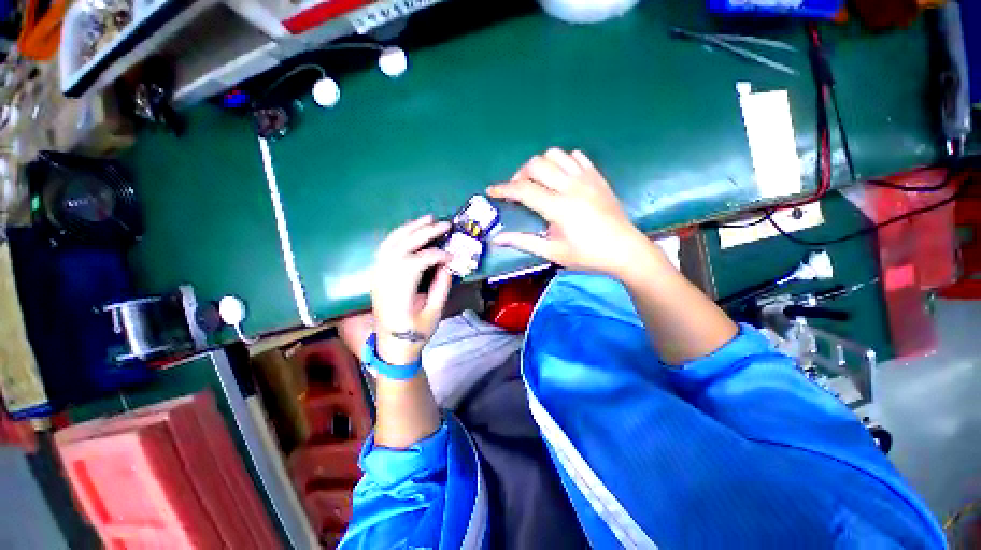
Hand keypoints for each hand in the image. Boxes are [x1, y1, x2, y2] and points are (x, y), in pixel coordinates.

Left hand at [371, 215, 453, 365]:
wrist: (392, 347)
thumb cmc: (415, 334)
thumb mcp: (434, 313)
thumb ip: (441, 287)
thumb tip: (448, 265)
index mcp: (398, 294)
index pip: (416, 263)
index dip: (436, 255)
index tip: (452, 256)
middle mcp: (384, 281)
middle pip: (402, 247)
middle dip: (424, 233)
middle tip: (444, 224)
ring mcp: (378, 277)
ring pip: (390, 244)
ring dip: (409, 228)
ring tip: (427, 219)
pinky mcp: (378, 275)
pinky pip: (385, 249)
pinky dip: (398, 236)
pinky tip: (411, 230)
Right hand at [487, 148, 656, 278]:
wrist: (625, 250)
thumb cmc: (587, 255)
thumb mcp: (552, 252)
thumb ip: (523, 241)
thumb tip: (497, 239)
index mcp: (559, 207)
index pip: (523, 190)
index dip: (503, 189)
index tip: (491, 191)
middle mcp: (571, 186)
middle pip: (536, 164)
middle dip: (519, 175)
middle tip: (518, 191)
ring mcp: (586, 178)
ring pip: (555, 154)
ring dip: (540, 165)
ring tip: (538, 182)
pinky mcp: (597, 176)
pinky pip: (575, 156)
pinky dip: (562, 162)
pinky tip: (560, 178)